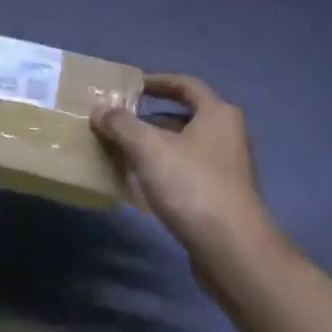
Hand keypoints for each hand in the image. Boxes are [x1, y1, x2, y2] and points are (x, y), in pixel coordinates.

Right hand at [92, 74, 273, 263]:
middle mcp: (227, 135)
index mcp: (217, 114)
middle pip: (184, 116)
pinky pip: (186, 173)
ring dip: (155, 147)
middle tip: (120, 121)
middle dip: (150, 118)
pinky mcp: (221, 197)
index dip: (156, 81)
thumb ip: (121, 124)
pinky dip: (164, 171)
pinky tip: (140, 184)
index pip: (185, 84)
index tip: (131, 87)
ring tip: (122, 152)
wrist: (231, 250)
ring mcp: (227, 168)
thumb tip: (100, 110)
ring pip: (184, 147)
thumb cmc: (192, 185)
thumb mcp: (149, 148)